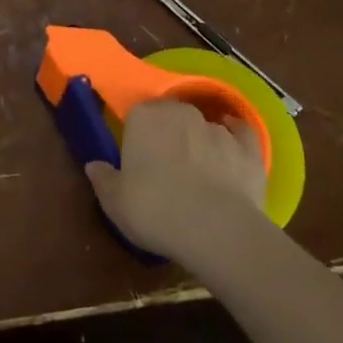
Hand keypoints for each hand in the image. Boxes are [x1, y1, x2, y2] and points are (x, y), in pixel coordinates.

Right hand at [86, 100, 267, 263]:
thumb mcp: (115, 202)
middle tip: (165, 165)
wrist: (217, 230)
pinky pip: (240, 133)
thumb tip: (94, 165)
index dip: (137, 136)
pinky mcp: (248, 147)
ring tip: (199, 172)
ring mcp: (217, 128)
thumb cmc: (155, 210)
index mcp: (144, 117)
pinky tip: (232, 150)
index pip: (136, 115)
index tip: (136, 159)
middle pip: (170, 116)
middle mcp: (180, 112)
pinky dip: (235, 138)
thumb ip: (103, 179)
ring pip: (203, 126)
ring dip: (199, 141)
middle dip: (168, 134)